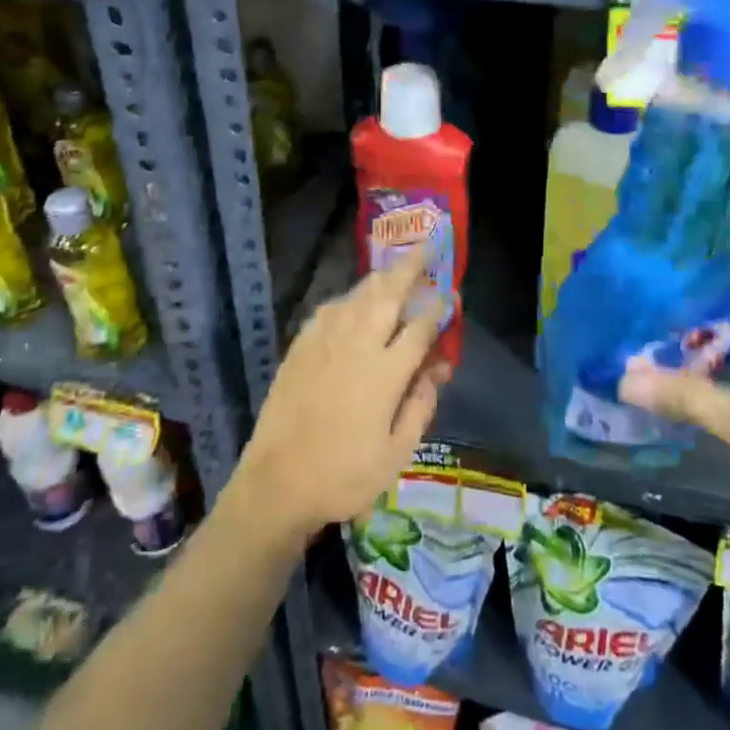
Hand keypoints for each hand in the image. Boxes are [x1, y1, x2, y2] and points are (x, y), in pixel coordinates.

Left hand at [232, 247, 451, 543]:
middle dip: (411, 266)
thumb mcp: (397, 453)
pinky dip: (349, 298)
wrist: (277, 483)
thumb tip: (435, 370)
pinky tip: (354, 303)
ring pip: (358, 294)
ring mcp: (325, 340)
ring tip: (396, 269)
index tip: (451, 296)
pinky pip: (331, 308)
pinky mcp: (300, 345)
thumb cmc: (344, 475)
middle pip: (389, 292)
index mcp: (386, 371)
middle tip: (427, 246)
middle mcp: (357, 344)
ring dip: (381, 278)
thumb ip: (420, 406)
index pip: (420, 326)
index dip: (439, 308)